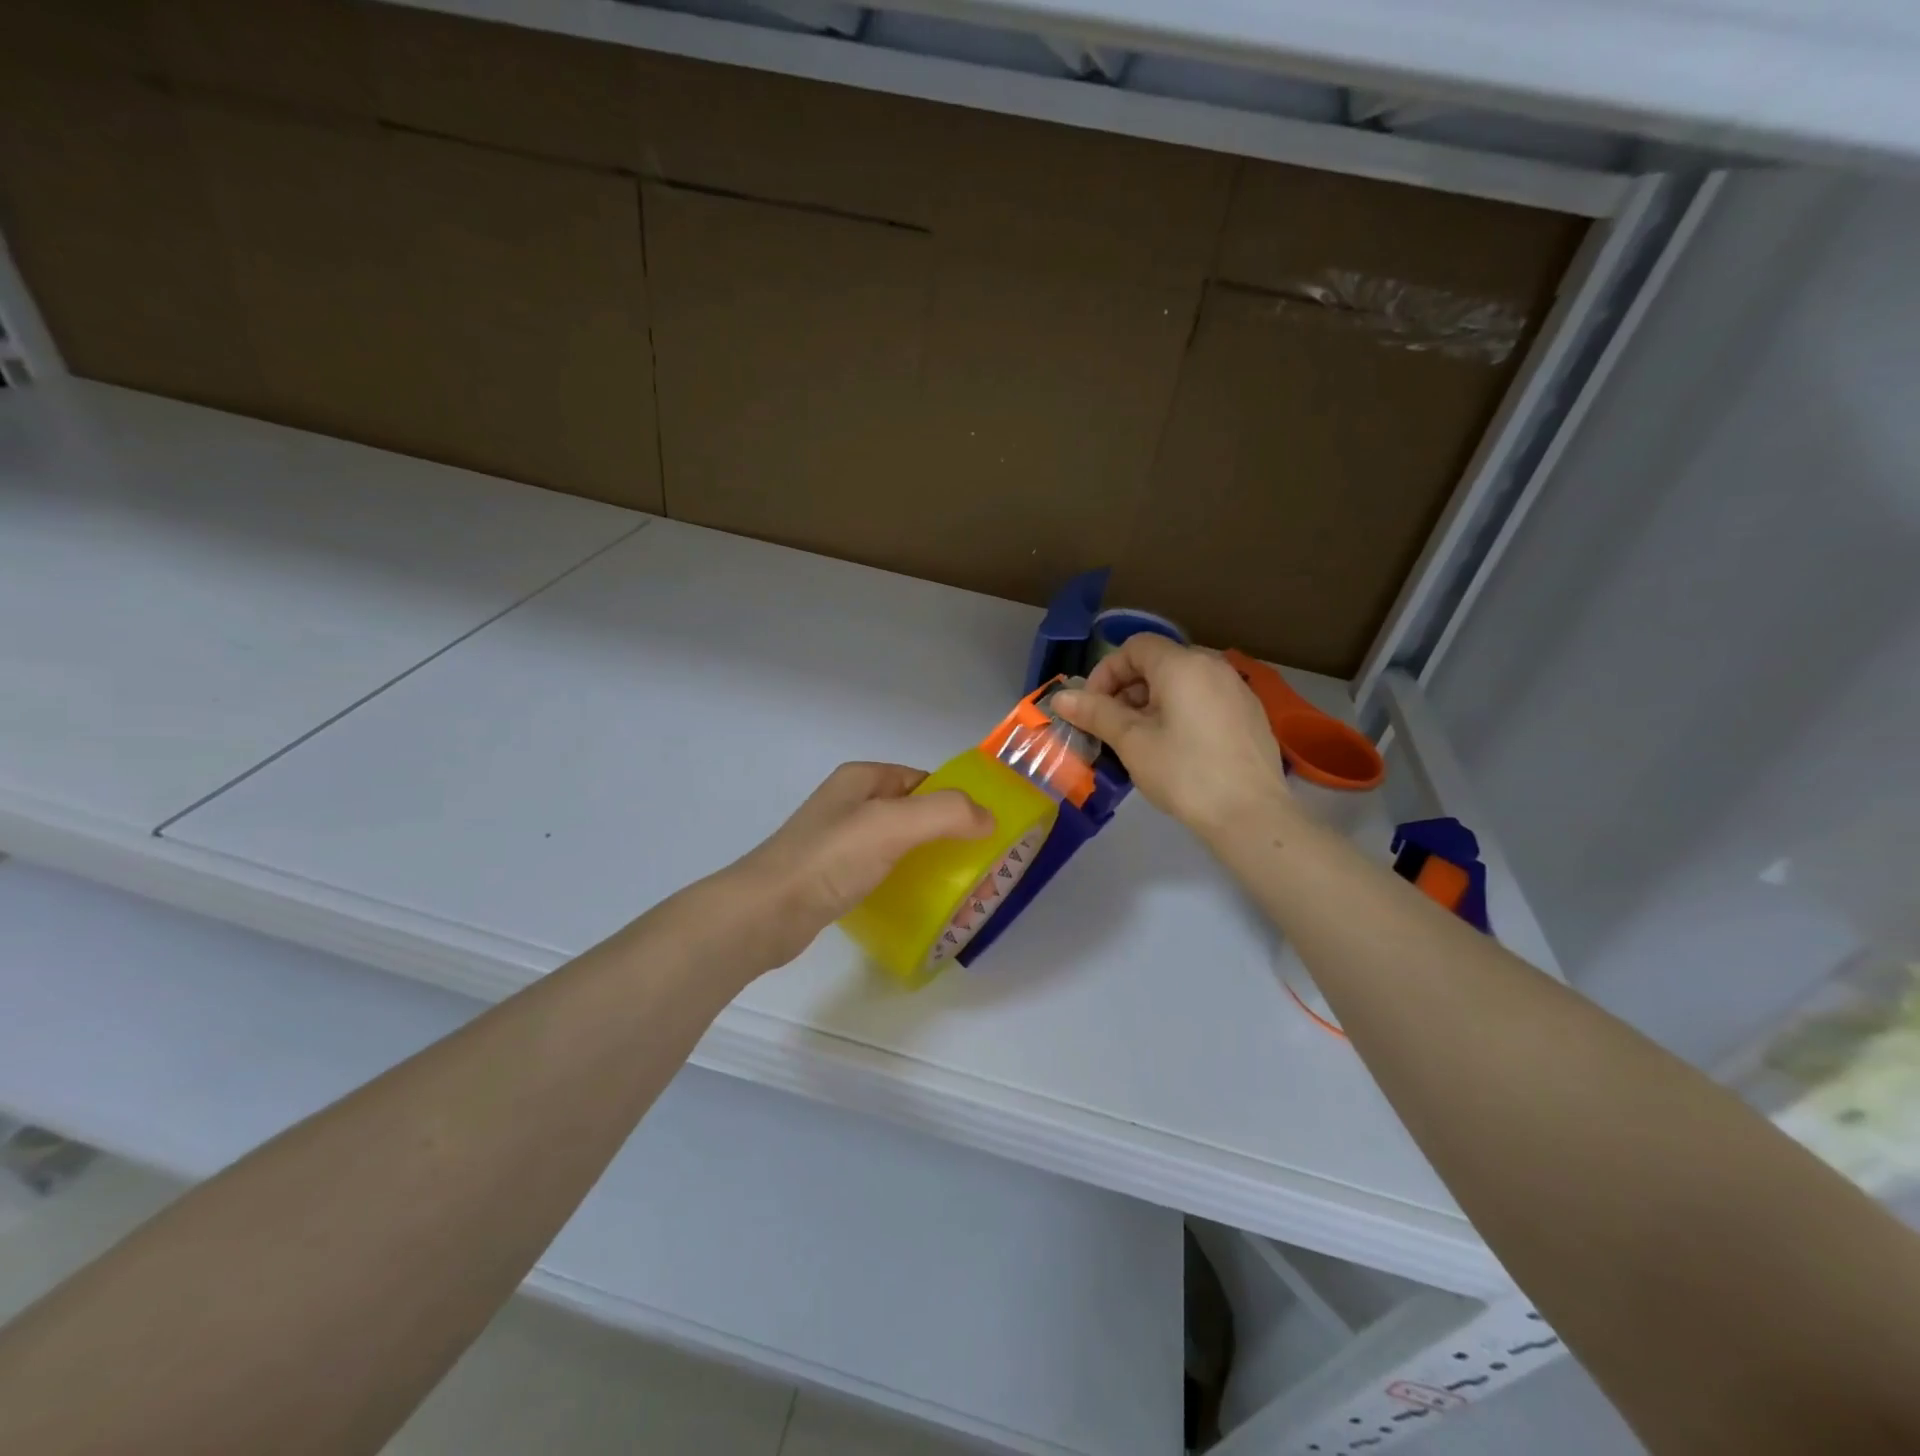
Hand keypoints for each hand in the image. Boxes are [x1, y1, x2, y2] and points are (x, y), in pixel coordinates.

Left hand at [723, 762, 991, 968]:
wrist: (765, 912)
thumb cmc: (831, 859)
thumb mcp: (893, 825)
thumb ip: (946, 813)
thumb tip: (988, 818)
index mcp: (862, 779)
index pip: (922, 779)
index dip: (954, 800)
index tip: (985, 831)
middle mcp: (849, 803)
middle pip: (912, 811)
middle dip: (944, 832)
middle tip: (976, 863)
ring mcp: (838, 840)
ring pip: (897, 842)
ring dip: (925, 858)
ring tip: (955, 885)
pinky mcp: (832, 875)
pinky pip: (879, 869)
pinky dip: (902, 880)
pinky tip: (916, 901)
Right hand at [1053, 636, 1290, 837]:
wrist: (1251, 815)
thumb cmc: (1184, 773)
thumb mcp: (1132, 742)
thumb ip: (1095, 713)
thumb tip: (1060, 697)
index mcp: (1183, 665)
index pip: (1134, 647)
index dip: (1106, 672)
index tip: (1092, 708)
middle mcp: (1213, 666)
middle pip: (1158, 663)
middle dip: (1126, 690)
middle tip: (1112, 728)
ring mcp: (1236, 689)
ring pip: (1181, 682)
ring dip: (1151, 703)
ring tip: (1139, 741)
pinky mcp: (1249, 714)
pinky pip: (1203, 699)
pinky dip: (1179, 712)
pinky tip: (1175, 749)